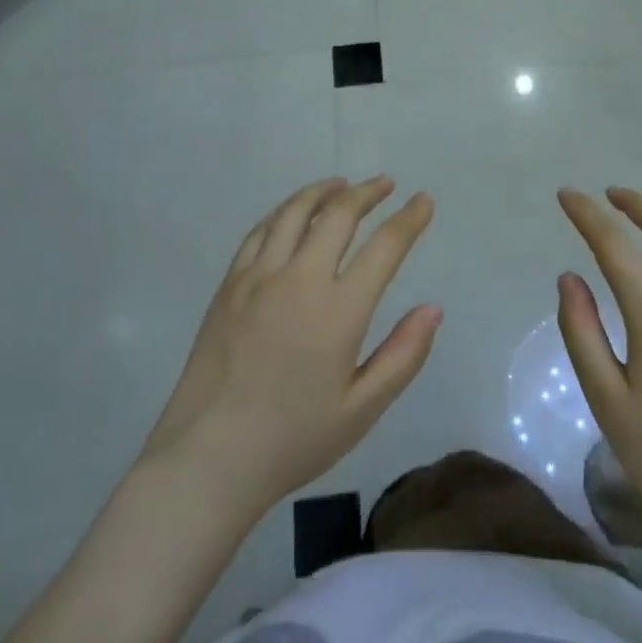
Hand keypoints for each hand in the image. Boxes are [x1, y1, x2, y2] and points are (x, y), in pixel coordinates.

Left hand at [139, 177, 439, 518]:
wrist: (208, 458)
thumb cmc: (293, 439)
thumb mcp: (361, 409)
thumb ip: (403, 355)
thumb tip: (433, 309)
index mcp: (339, 310)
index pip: (384, 247)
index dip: (409, 219)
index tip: (424, 201)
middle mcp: (299, 279)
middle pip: (338, 215)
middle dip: (367, 193)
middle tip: (385, 184)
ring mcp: (258, 278)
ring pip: (294, 213)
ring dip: (323, 192)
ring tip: (341, 185)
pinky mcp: (229, 286)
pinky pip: (259, 232)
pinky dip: (283, 212)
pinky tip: (291, 213)